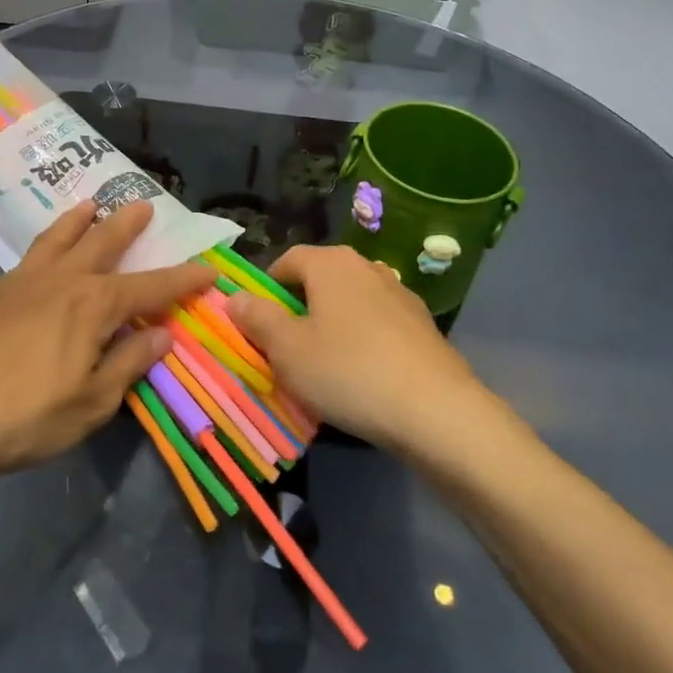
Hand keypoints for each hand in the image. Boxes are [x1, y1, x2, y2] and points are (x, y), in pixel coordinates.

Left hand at [0, 202, 214, 482]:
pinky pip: (32, 252)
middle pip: (104, 242)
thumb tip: (162, 334)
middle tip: (144, 204)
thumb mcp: (92, 401)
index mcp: (95, 305)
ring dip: (80, 219)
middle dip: (128, 225)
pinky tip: (46, 249)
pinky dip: (48, 239)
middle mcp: (64, 279)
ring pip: (60, 237)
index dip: (183, 280)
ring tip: (91, 204)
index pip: (151, 287)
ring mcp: (26, 280)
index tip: (209, 269)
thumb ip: (128, 363)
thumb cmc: (27, 415)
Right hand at [226, 245, 487, 452]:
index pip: (286, 260)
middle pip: (320, 279)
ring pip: (350, 302)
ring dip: (332, 324)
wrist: (437, 412)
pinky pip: (378, 324)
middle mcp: (366, 266)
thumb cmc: (349, 372)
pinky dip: (363, 340)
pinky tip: (362, 376)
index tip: (257, 323)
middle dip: (299, 307)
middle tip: (286, 348)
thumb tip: (235, 297)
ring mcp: (400, 294)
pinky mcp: (423, 325)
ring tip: (324, 364)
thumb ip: (258, 318)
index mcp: (331, 263)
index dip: (266, 288)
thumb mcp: (288, 350)